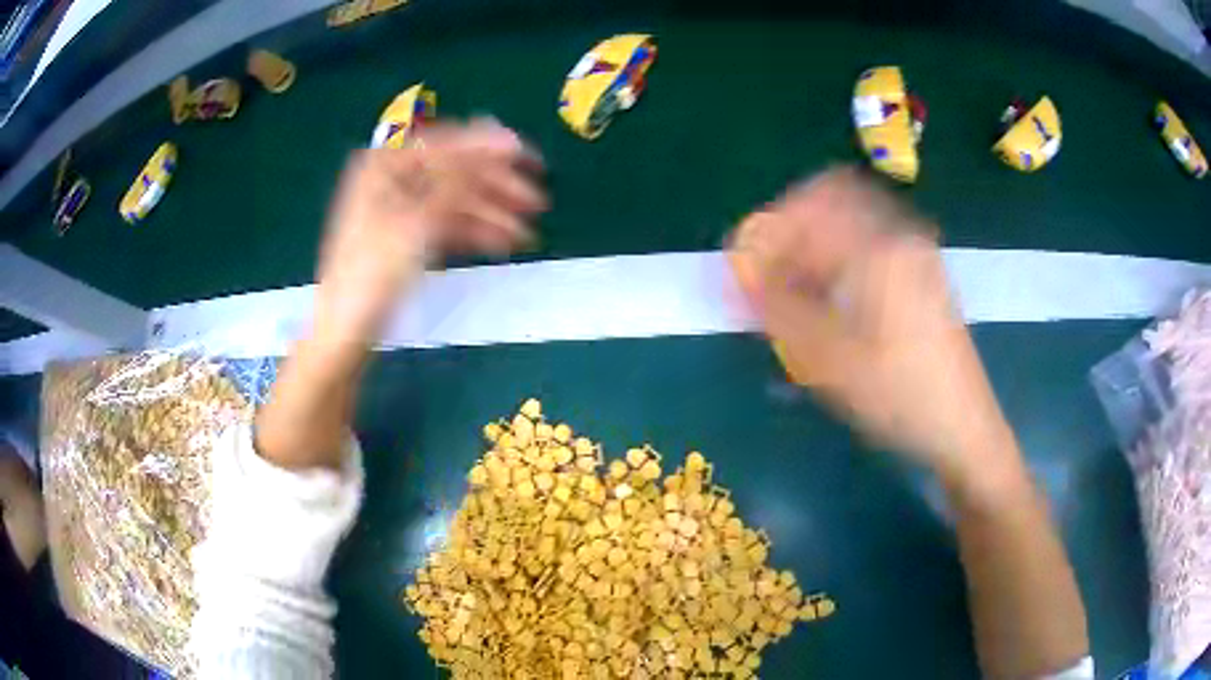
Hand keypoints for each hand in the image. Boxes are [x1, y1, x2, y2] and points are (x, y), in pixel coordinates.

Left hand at [314, 119, 546, 345]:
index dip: (485, 146)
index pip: (443, 144)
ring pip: (455, 199)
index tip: (523, 151)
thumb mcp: (416, 222)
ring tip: (528, 230)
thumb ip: (456, 180)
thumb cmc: (372, 272)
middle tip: (536, 199)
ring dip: (491, 212)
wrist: (347, 329)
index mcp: (383, 166)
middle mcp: (392, 179)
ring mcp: (400, 207)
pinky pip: (448, 222)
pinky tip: (505, 241)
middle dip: (495, 185)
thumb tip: (496, 141)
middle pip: (453, 172)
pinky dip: (475, 230)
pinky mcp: (408, 234)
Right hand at [729, 169, 1016, 487]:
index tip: (747, 267)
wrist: (963, 426)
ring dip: (816, 242)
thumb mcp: (830, 361)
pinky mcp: (923, 269)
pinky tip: (835, 298)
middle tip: (772, 273)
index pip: (807, 206)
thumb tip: (737, 274)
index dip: (768, 230)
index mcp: (878, 249)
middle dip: (792, 230)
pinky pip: (871, 239)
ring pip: (851, 218)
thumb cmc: (899, 397)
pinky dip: (841, 255)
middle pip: (830, 198)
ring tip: (799, 290)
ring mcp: (916, 250)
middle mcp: (899, 235)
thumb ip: (778, 309)